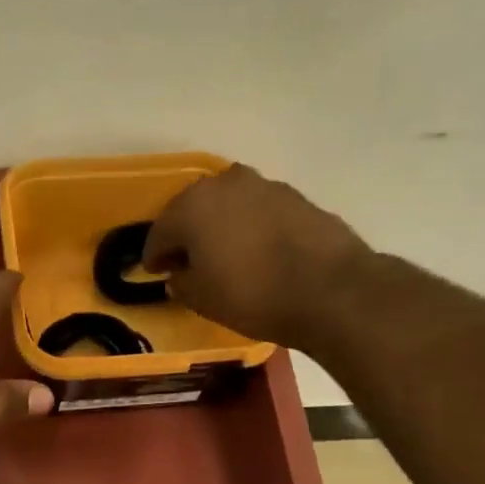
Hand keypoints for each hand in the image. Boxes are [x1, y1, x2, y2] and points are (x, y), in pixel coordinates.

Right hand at [142, 164, 374, 348]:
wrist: (329, 289)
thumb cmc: (251, 294)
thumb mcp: (201, 299)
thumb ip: (181, 283)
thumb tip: (179, 275)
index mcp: (192, 206)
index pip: (159, 232)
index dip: (154, 256)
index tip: (155, 272)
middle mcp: (224, 184)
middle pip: (192, 209)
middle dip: (185, 234)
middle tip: (185, 261)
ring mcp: (263, 185)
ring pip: (227, 206)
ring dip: (218, 226)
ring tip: (221, 255)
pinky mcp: (295, 196)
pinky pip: (256, 211)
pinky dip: (248, 227)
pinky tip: (253, 251)